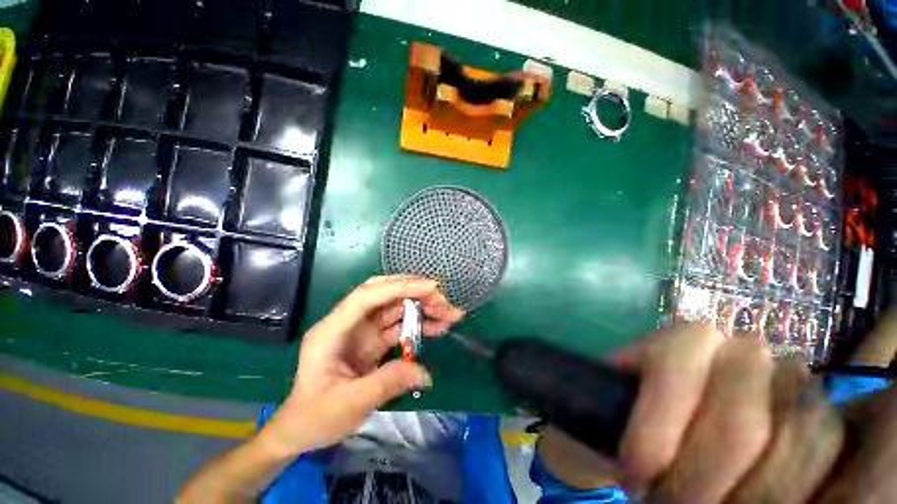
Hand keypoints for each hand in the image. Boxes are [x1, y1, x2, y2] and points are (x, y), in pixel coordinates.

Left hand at [262, 275, 463, 455]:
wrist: (301, 430)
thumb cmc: (315, 417)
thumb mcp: (349, 404)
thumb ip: (387, 383)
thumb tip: (425, 373)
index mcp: (333, 330)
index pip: (367, 296)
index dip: (398, 287)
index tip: (430, 288)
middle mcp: (349, 322)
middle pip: (385, 295)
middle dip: (416, 293)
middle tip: (445, 302)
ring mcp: (363, 330)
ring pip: (396, 308)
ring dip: (423, 307)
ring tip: (449, 314)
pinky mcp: (373, 341)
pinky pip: (400, 326)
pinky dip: (419, 324)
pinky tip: (437, 327)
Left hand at [542, 323, 846, 502]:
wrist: (658, 431)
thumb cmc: (618, 423)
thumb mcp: (600, 417)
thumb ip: (602, 418)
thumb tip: (631, 463)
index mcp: (684, 338)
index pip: (677, 374)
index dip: (656, 434)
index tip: (632, 476)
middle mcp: (743, 351)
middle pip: (742, 423)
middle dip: (701, 481)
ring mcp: (791, 382)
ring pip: (800, 443)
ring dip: (749, 497)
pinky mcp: (819, 417)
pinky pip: (829, 458)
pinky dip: (793, 493)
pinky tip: (751, 503)